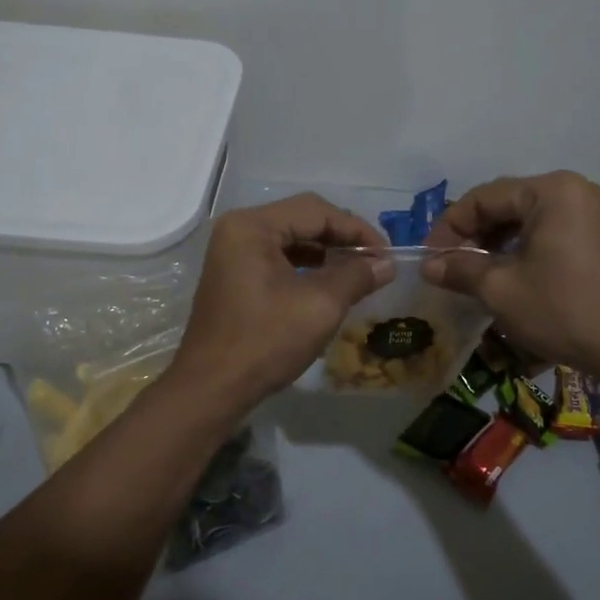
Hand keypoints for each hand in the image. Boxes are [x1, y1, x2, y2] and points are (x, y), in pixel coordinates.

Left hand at [170, 194, 391, 408]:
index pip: (316, 211)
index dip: (357, 230)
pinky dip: (307, 266)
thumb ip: (356, 276)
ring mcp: (233, 253)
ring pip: (291, 239)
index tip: (387, 254)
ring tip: (359, 272)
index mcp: (252, 226)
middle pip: (302, 219)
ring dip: (327, 252)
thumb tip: (387, 265)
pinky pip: (278, 258)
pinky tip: (330, 283)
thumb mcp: (320, 306)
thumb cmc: (265, 341)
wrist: (212, 388)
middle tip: (376, 261)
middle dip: (342, 239)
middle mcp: (239, 230)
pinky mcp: (235, 275)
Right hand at [423, 171, 599, 374]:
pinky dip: (519, 247)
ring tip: (469, 272)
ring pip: (524, 218)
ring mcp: (588, 212)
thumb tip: (427, 267)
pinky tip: (502, 272)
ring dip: (493, 242)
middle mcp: (572, 190)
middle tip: (446, 265)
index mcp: (550, 191)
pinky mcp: (595, 235)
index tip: (430, 258)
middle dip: (471, 234)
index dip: (451, 227)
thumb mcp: (501, 289)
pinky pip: (545, 230)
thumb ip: (460, 270)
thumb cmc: (561, 310)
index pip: (484, 197)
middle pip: (505, 203)